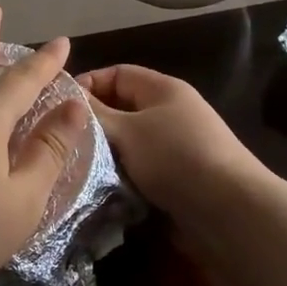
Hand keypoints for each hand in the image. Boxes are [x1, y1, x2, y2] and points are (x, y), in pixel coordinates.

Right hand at [78, 65, 268, 221]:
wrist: (229, 211)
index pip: (117, 73)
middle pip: (122, 110)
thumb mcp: (128, 131)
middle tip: (61, 142)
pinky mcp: (178, 180)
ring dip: (105, 156)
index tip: (57, 108)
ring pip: (129, 144)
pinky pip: (140, 171)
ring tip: (74, 168)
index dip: (87, 84)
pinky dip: (122, 178)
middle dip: (93, 124)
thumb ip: (95, 114)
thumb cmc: (175, 158)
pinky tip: (99, 191)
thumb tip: (67, 97)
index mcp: (163, 89)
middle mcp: (171, 113)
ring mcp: (176, 148)